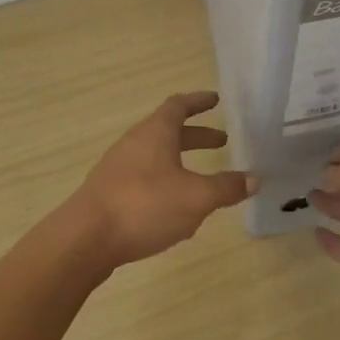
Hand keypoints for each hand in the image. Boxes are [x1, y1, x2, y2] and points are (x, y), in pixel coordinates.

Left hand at [69, 93, 257, 268]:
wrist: (85, 239)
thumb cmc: (145, 206)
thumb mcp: (196, 197)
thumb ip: (226, 187)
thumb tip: (254, 179)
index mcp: (155, 133)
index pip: (178, 105)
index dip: (198, 102)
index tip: (215, 100)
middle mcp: (134, 143)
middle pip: (168, 131)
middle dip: (196, 135)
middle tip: (222, 142)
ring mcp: (118, 168)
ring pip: (155, 156)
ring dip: (180, 161)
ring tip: (203, 179)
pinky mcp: (109, 192)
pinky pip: (144, 178)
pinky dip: (165, 182)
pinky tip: (175, 207)